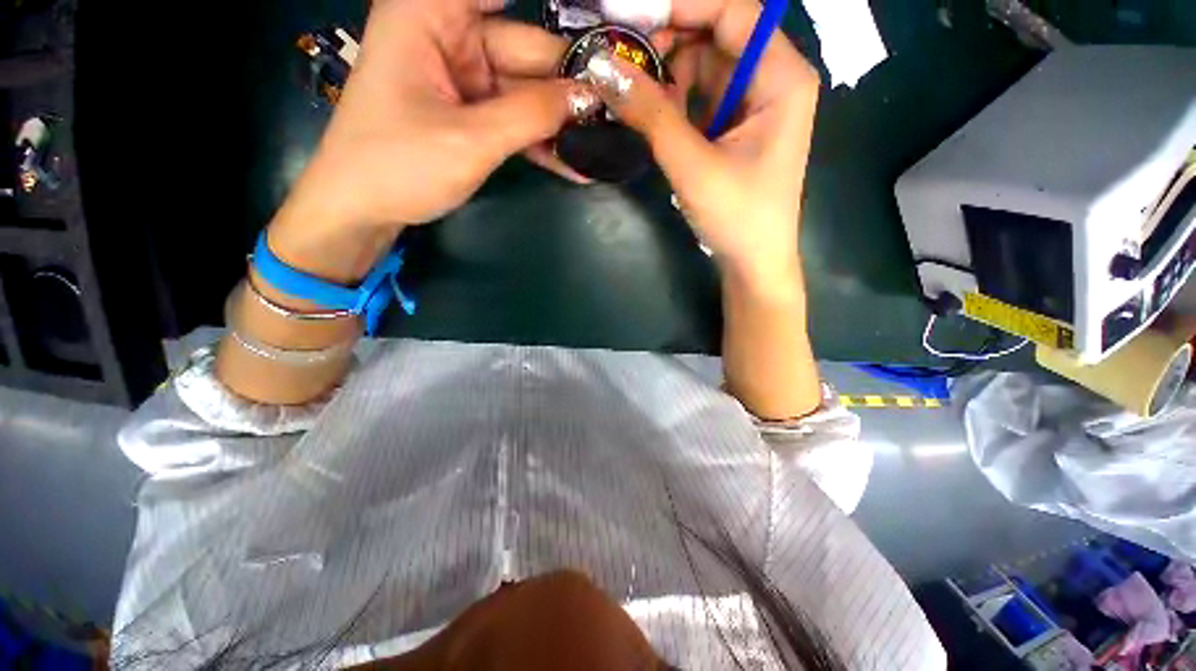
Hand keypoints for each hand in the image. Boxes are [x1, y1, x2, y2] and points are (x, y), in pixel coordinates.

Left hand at [270, 0, 592, 281]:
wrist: (363, 209)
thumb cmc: (399, 164)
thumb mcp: (471, 139)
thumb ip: (533, 115)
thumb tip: (589, 97)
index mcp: (432, 14)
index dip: (560, 10)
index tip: (602, 23)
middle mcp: (451, 37)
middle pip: (527, 51)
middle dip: (570, 83)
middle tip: (616, 110)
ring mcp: (464, 80)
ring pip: (527, 92)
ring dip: (562, 121)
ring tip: (604, 141)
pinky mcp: (472, 114)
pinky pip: (516, 120)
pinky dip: (542, 142)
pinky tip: (575, 163)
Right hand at [586, 0, 819, 289]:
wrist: (753, 262)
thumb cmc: (736, 216)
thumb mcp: (692, 164)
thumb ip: (650, 113)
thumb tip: (602, 67)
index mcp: (781, 76)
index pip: (734, 11)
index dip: (682, 5)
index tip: (629, 18)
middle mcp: (772, 79)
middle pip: (716, 37)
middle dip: (669, 46)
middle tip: (624, 69)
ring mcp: (753, 104)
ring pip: (705, 68)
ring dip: (668, 80)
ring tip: (636, 104)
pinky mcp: (736, 128)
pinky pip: (702, 98)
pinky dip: (675, 104)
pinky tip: (655, 120)